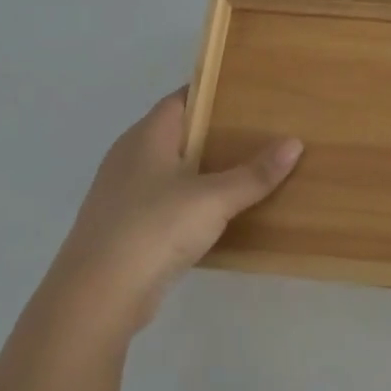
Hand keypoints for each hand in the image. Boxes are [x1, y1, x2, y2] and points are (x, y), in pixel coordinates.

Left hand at [47, 90, 302, 337]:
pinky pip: (166, 201)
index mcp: (146, 136)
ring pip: (172, 170)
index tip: (251, 94)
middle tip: (260, 131)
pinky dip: (192, 201)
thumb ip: (254, 173)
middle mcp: (130, 157)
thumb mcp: (214, 198)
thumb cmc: (154, 228)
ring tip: (248, 169)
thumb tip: (294, 143)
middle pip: (179, 133)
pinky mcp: (125, 228)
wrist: (96, 298)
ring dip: (204, 170)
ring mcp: (124, 194)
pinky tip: (219, 212)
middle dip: (216, 132)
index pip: (182, 99)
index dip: (214, 93)